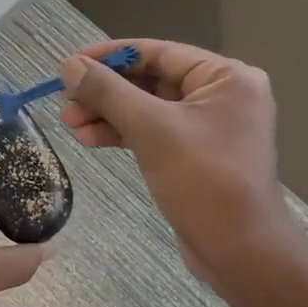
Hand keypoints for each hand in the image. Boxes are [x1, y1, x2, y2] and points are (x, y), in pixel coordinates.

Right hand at [59, 39, 299, 287]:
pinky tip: (89, 138)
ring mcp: (207, 126)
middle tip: (65, 102)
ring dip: (107, 113)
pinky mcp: (194, 153)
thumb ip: (108, 92)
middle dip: (105, 91)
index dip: (110, 56)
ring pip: (146, 107)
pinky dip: (121, 133)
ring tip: (70, 123)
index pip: (157, 52)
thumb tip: (69, 65)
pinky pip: (152, 131)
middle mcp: (220, 94)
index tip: (69, 63)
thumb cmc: (204, 181)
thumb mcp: (151, 129)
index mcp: (225, 77)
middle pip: (149, 79)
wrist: (241, 254)